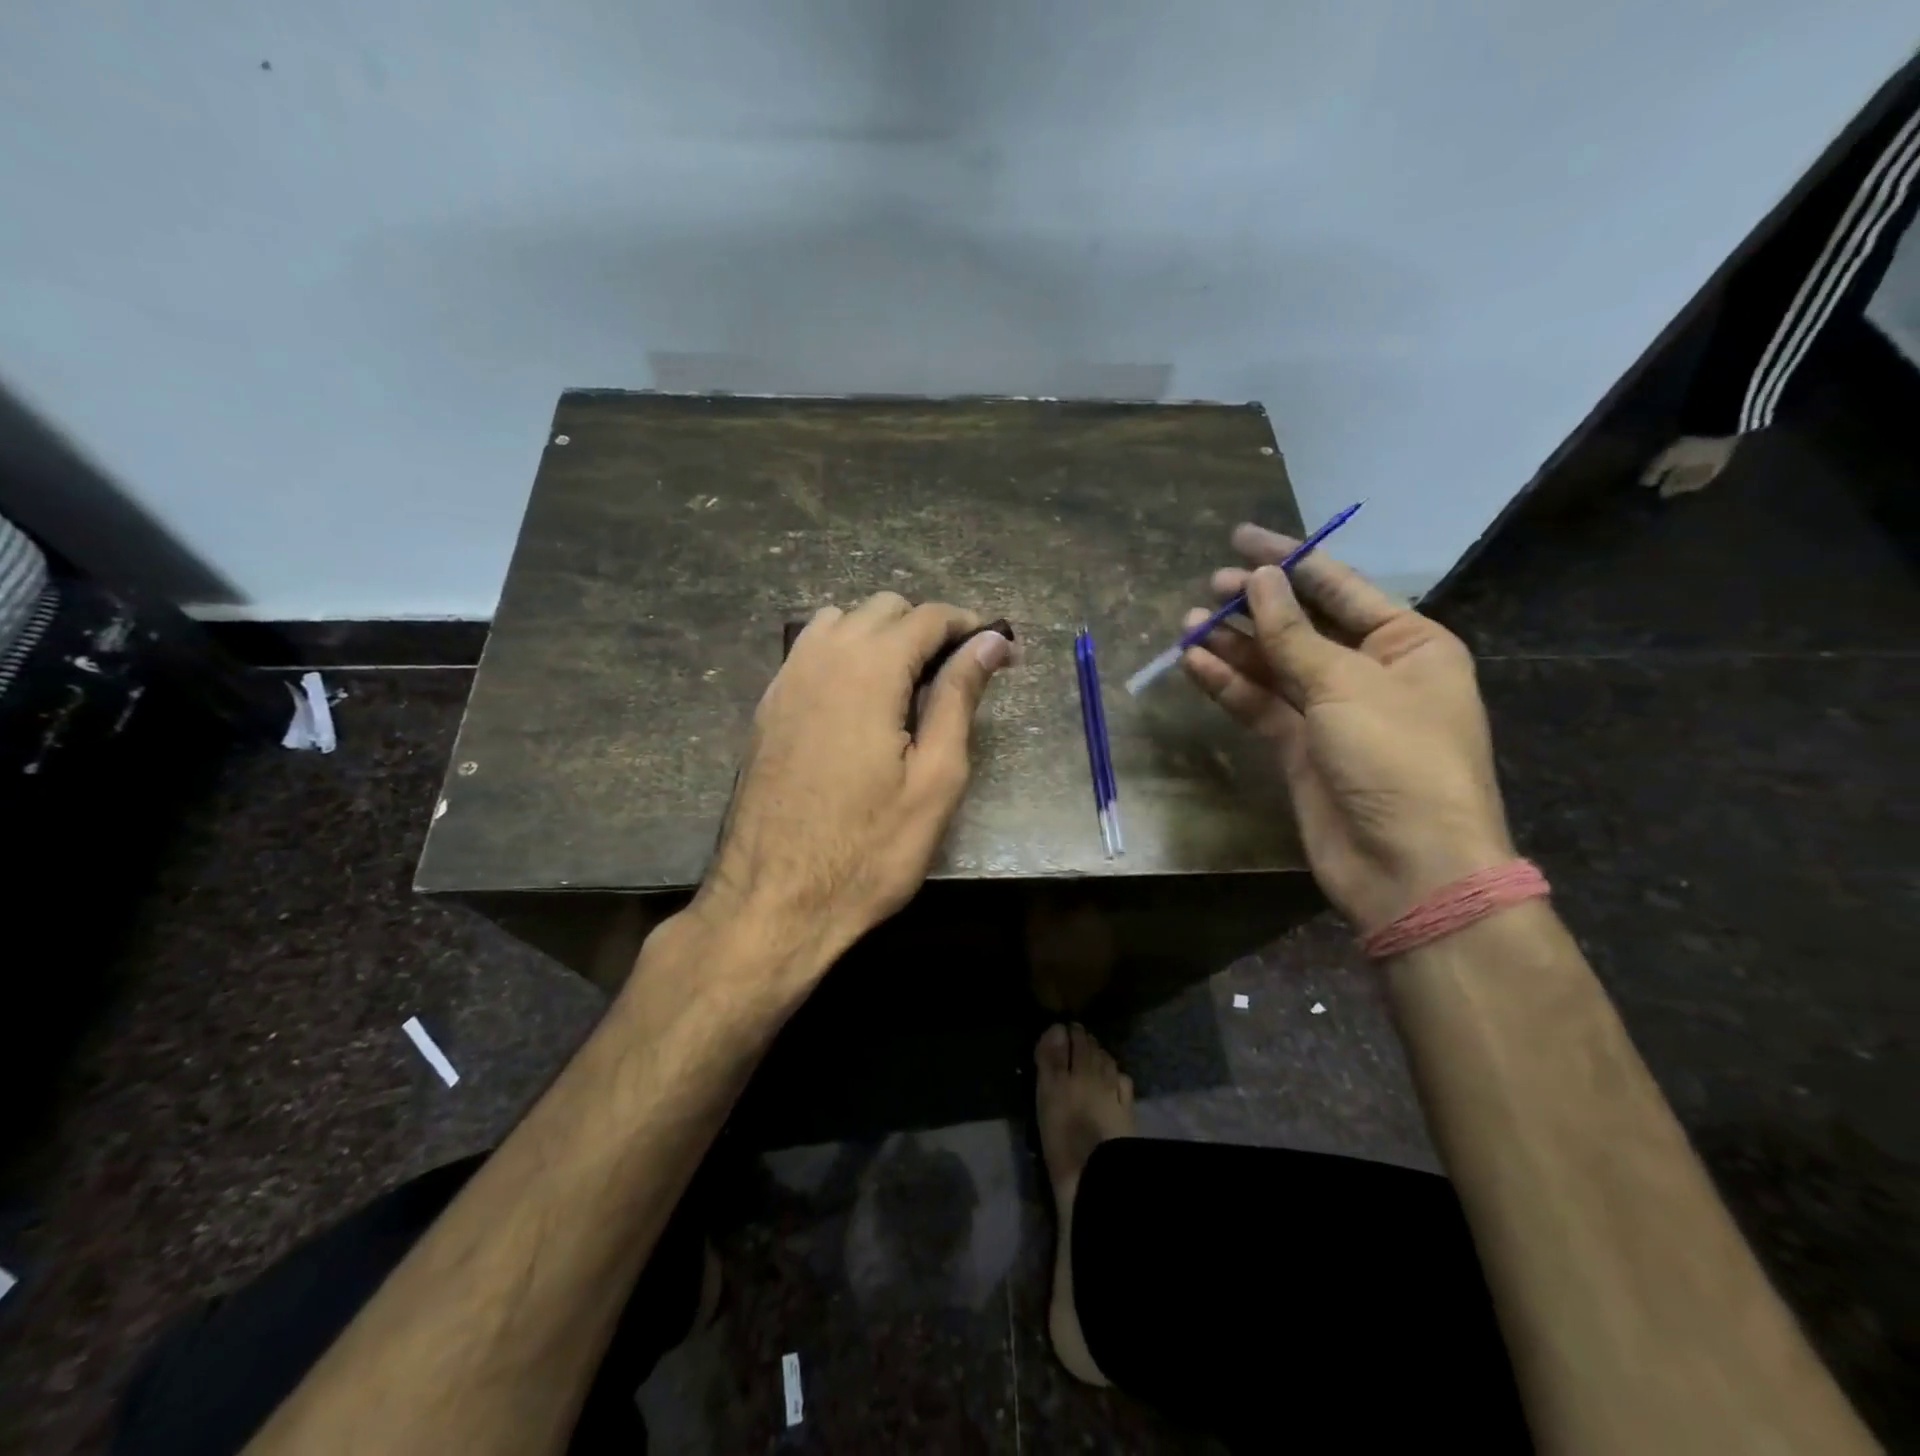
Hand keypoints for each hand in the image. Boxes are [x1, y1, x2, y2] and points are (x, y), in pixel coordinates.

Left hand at [696, 593, 1012, 975]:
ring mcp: (786, 680)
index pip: (927, 617)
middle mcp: (821, 658)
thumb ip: (959, 698)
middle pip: (883, 608)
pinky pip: (810, 651)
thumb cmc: (869, 849)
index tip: (1000, 652)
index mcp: (868, 670)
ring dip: (881, 635)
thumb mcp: (935, 778)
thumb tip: (989, 642)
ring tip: (909, 683)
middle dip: (927, 627)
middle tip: (958, 674)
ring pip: (841, 622)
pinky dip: (844, 654)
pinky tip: (860, 700)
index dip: (970, 626)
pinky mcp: (767, 707)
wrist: (773, 900)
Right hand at [1181, 524, 1513, 932]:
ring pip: (1275, 666)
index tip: (1240, 539)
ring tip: (1188, 625)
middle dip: (1256, 606)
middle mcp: (1371, 673)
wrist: (1408, 867)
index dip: (1290, 560)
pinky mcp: (1300, 749)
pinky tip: (1194, 663)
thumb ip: (1294, 634)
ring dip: (1234, 645)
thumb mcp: (1347, 685)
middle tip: (1207, 588)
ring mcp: (1333, 713)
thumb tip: (1259, 579)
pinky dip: (1229, 685)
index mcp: (1409, 645)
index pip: (1340, 588)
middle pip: (1302, 626)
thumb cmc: (1398, 759)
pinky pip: (1260, 705)